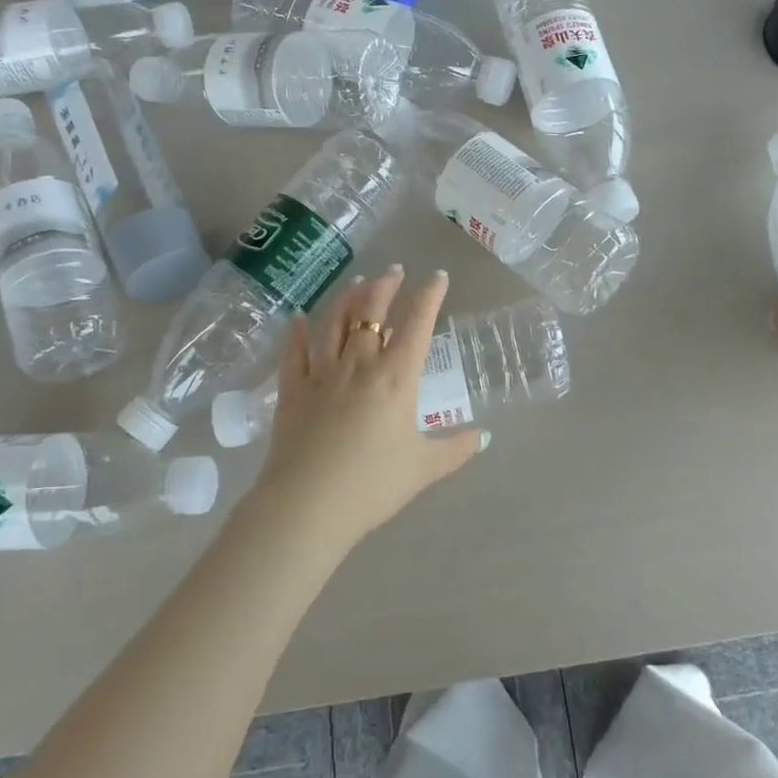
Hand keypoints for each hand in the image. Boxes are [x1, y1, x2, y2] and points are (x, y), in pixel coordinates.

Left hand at [247, 266, 483, 549]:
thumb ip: (455, 449)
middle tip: (393, 271)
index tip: (437, 277)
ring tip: (357, 284)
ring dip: (347, 299)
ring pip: (334, 323)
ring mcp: (321, 374)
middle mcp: (359, 365)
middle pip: (371, 312)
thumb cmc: (373, 485)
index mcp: (396, 378)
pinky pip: (294, 353)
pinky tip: (299, 318)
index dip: (429, 296)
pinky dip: (297, 332)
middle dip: (385, 287)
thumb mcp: (424, 468)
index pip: (417, 324)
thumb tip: (484, 436)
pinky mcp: (292, 391)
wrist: (308, 505)